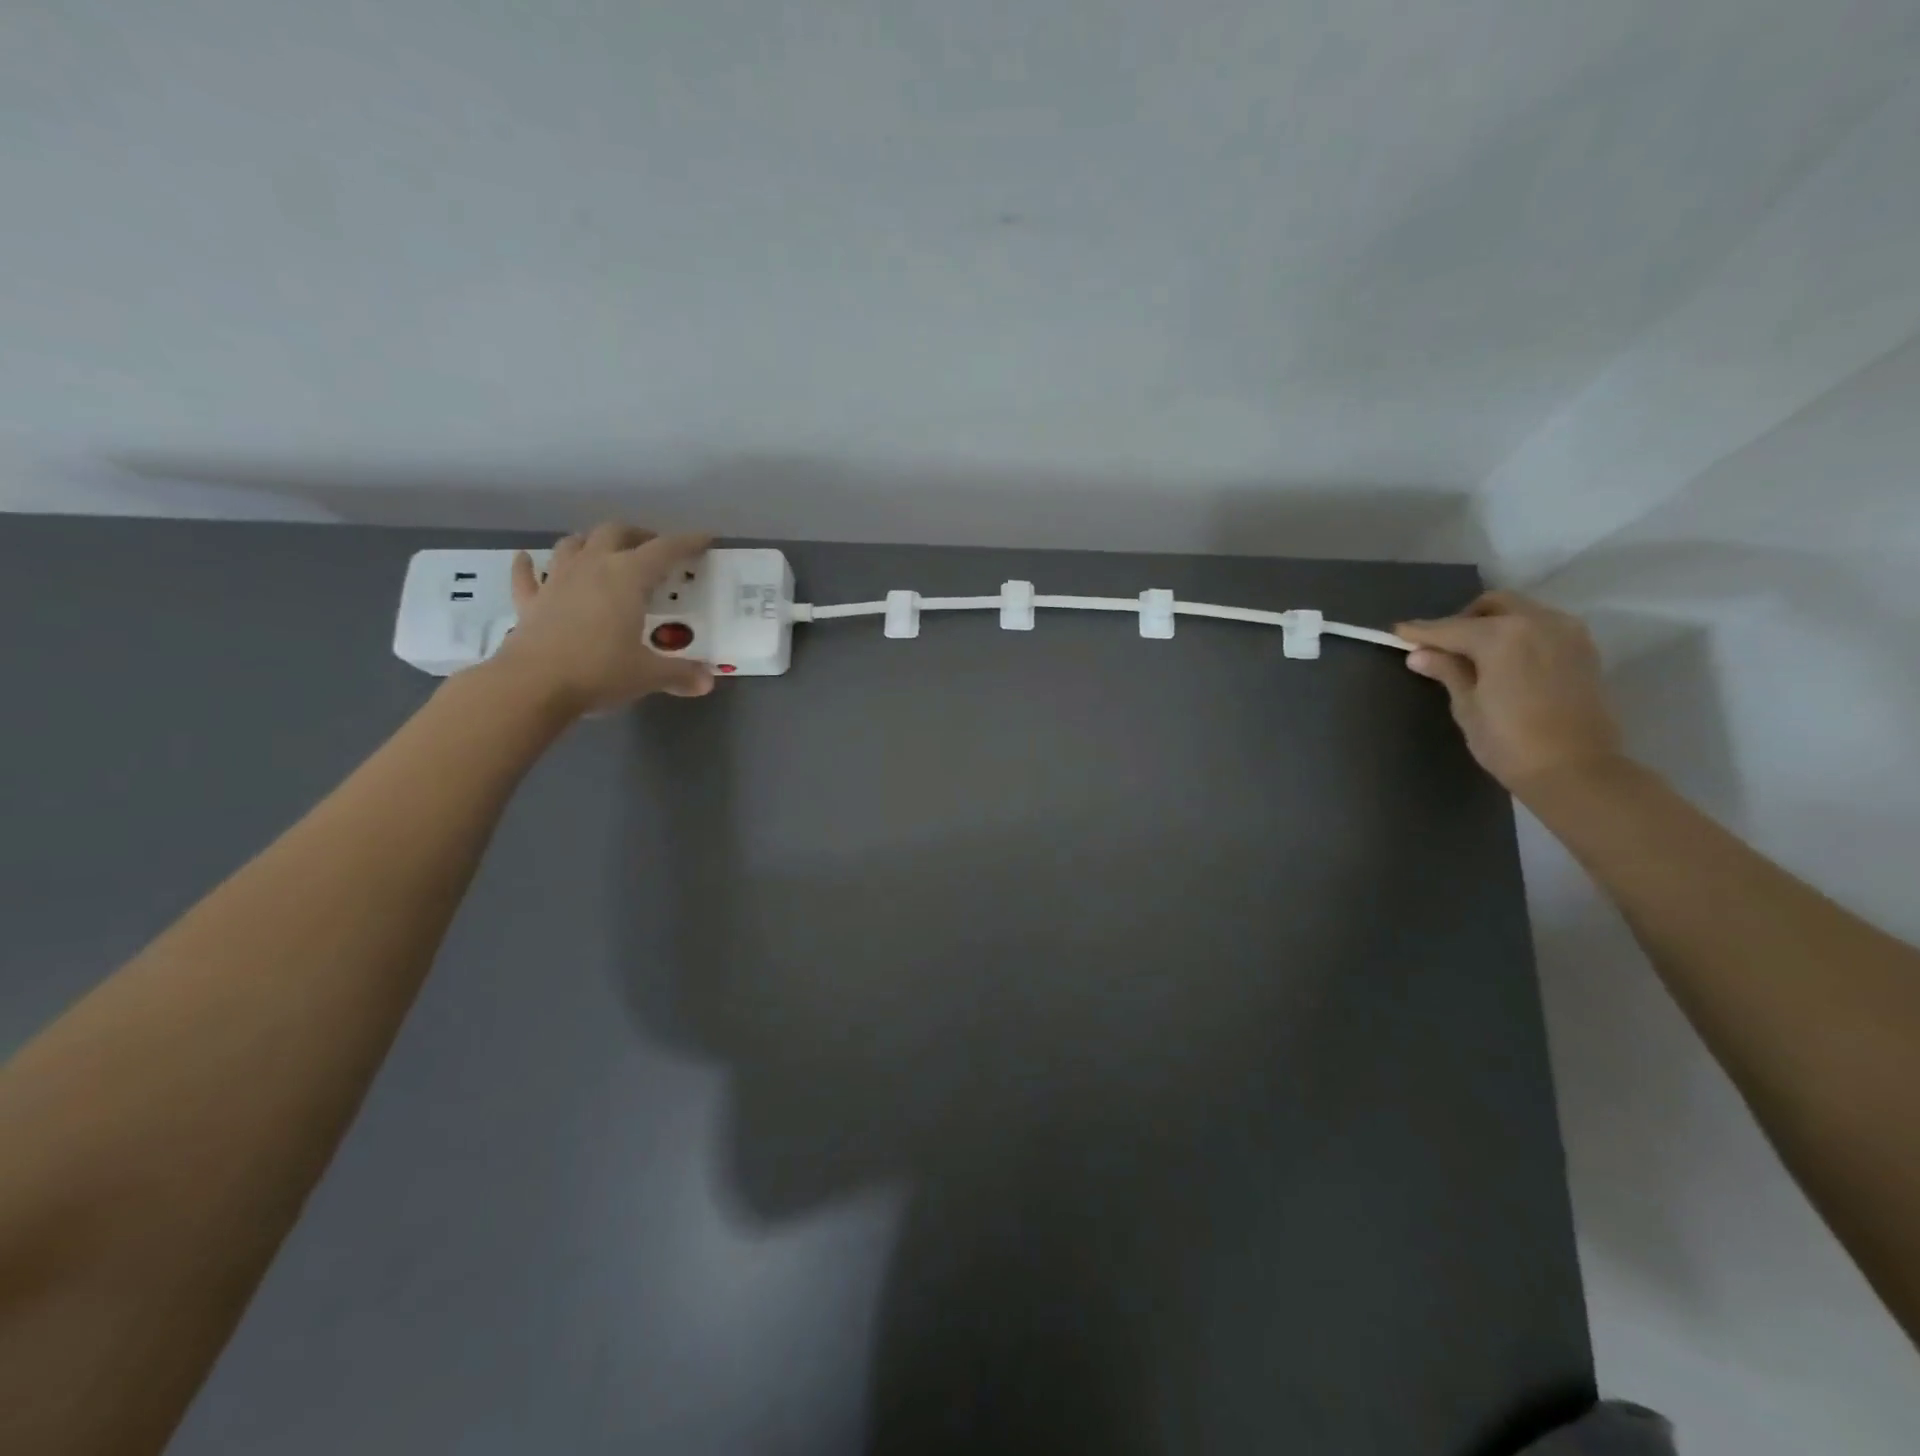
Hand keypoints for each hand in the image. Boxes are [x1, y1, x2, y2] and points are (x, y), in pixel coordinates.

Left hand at [489, 522, 714, 716]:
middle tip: (653, 549)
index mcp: (627, 577)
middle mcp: (592, 567)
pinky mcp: (531, 602)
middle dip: (637, 535)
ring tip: (604, 552)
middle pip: (615, 532)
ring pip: (573, 544)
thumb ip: (680, 674)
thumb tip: (707, 682)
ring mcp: (556, 581)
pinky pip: (527, 575)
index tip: (705, 539)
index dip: (687, 542)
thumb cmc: (599, 671)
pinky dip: (529, 565)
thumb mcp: (649, 675)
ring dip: (590, 542)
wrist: (533, 686)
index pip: (664, 550)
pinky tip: (528, 560)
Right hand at [1396, 591, 1622, 792]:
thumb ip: (1447, 671)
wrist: (1576, 769)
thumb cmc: (1509, 741)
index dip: (1421, 632)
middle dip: (1463, 620)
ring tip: (1474, 654)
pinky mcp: (1583, 649)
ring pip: (1520, 612)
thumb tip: (1420, 654)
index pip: (1451, 628)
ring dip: (1493, 624)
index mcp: (1502, 635)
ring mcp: (1566, 633)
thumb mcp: (1467, 706)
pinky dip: (1518, 634)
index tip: (1398, 633)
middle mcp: (1537, 622)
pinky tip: (1505, 659)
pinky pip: (1542, 627)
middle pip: (1492, 606)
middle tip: (1442, 647)